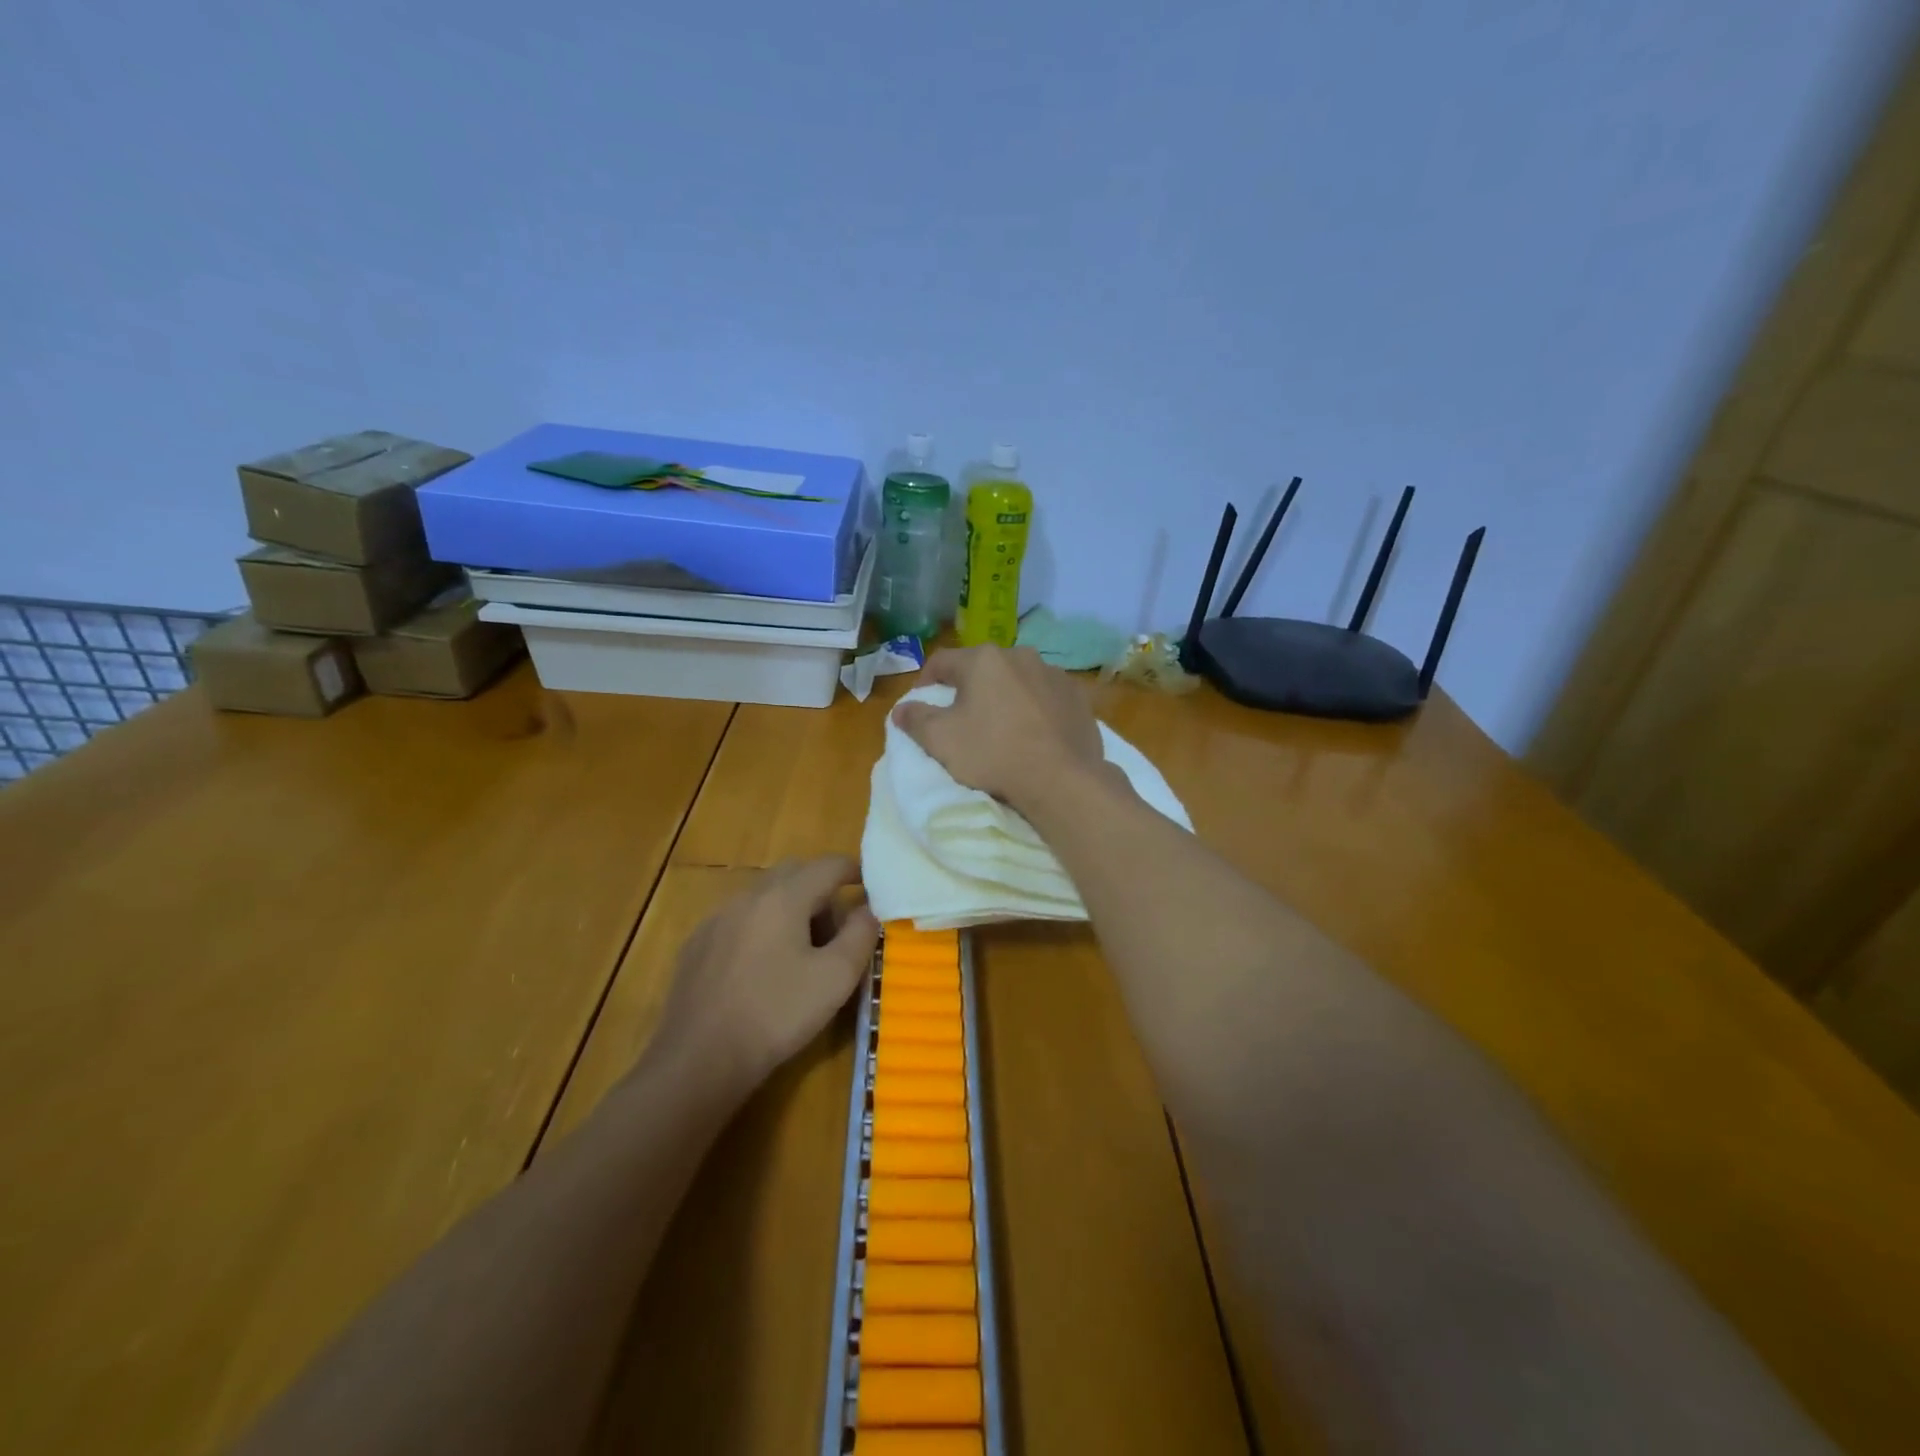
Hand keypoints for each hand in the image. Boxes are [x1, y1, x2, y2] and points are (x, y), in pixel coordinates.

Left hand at [652, 857, 879, 1093]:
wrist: (698, 1059)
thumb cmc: (776, 1014)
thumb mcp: (836, 978)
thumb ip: (860, 935)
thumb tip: (868, 910)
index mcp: (784, 897)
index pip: (828, 865)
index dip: (853, 870)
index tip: (869, 885)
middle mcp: (747, 897)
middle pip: (793, 873)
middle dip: (820, 889)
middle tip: (837, 927)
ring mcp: (716, 919)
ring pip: (764, 896)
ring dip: (790, 909)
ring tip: (801, 952)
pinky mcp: (696, 945)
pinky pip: (739, 920)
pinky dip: (761, 928)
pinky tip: (762, 969)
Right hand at [892, 646, 1106, 811]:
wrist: (1061, 779)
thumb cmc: (994, 753)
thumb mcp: (941, 740)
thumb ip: (915, 719)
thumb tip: (900, 709)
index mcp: (983, 659)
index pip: (942, 661)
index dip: (926, 681)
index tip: (921, 704)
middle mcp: (1020, 655)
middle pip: (983, 668)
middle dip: (969, 688)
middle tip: (962, 717)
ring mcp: (1053, 674)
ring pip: (1017, 680)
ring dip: (1005, 696)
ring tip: (1001, 726)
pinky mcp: (1077, 696)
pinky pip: (1046, 697)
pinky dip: (1035, 708)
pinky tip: (1034, 733)